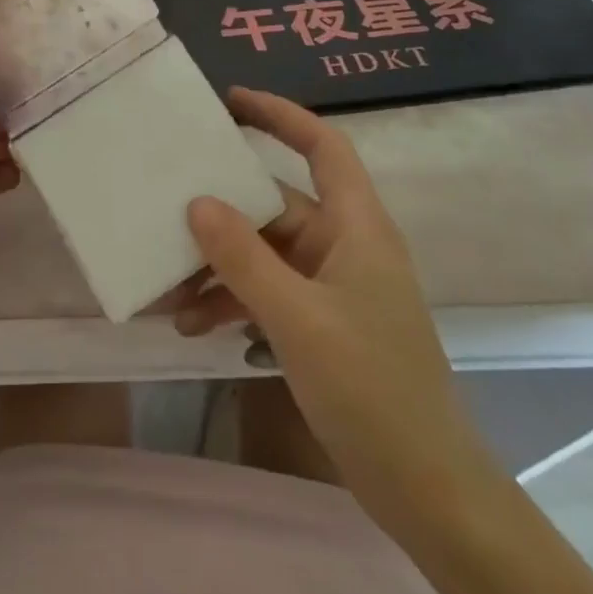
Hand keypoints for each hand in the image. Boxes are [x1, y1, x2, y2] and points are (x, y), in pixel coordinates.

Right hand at [174, 88, 496, 522]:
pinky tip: (190, 324)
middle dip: (221, 211)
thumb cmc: (371, 389)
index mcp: (356, 226)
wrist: (426, 491)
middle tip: (166, 203)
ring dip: (217, 266)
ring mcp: (331, 285)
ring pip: (263, 252)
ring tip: (167, 288)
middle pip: (275, 203)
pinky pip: (266, 290)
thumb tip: (196, 202)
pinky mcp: (320, 322)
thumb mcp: (297, 319)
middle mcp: (343, 244)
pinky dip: (230, 300)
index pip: (322, 146)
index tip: (229, 101)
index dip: (280, 115)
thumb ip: (244, 258)